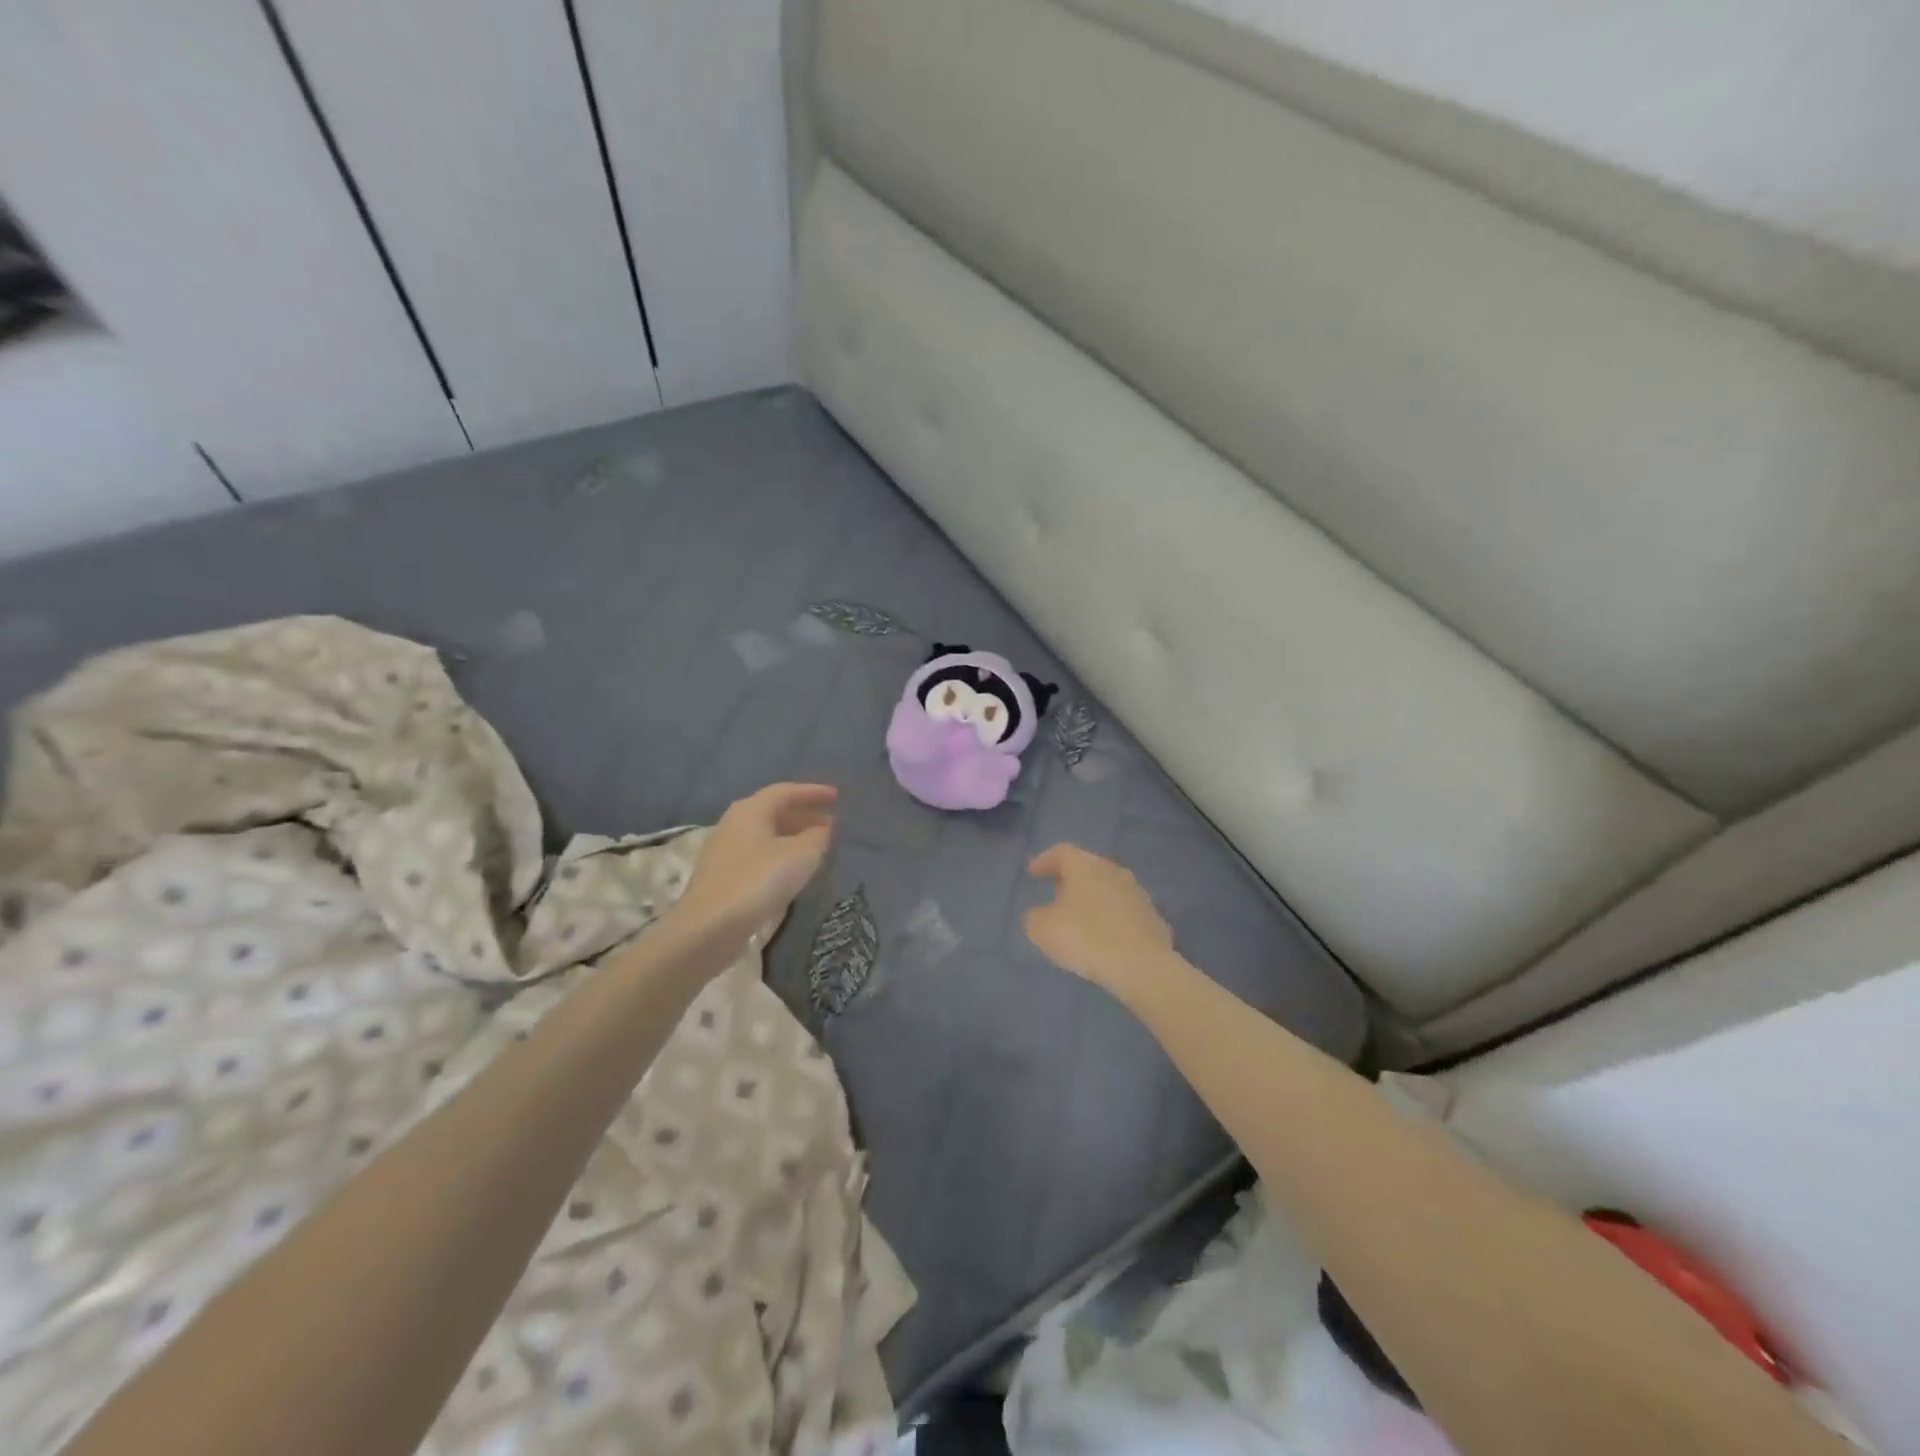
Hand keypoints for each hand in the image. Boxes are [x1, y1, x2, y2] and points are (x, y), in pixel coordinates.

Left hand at [670, 783, 835, 944]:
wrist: (709, 929)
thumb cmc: (758, 881)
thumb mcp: (801, 855)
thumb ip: (817, 836)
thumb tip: (822, 829)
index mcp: (750, 810)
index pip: (785, 791)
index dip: (812, 792)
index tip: (836, 796)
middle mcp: (734, 824)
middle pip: (773, 811)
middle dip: (803, 815)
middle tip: (830, 822)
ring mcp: (725, 851)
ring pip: (766, 835)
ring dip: (793, 836)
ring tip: (817, 846)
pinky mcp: (723, 877)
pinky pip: (759, 855)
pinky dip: (780, 855)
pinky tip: (794, 870)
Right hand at [1024, 844, 1173, 998]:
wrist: (1141, 965)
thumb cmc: (1085, 938)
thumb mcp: (1043, 929)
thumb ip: (1035, 917)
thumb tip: (1040, 914)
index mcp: (1084, 866)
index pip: (1061, 852)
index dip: (1044, 861)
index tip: (1032, 873)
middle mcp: (1113, 870)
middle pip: (1087, 868)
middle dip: (1070, 880)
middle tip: (1056, 894)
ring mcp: (1137, 893)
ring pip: (1108, 889)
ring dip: (1093, 900)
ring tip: (1080, 919)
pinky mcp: (1153, 917)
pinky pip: (1124, 912)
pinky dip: (1111, 919)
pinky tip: (1105, 938)